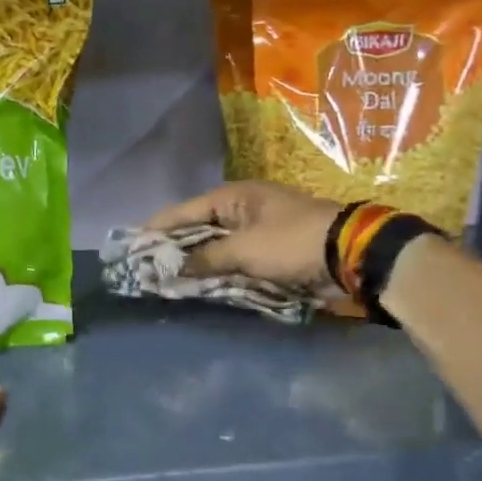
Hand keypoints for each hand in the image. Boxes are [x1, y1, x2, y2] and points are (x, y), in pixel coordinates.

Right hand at [144, 181, 340, 290]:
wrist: (349, 254)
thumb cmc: (292, 242)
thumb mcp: (244, 249)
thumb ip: (205, 258)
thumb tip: (173, 267)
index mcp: (234, 197)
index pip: (184, 211)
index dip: (158, 228)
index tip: (132, 244)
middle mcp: (243, 209)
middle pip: (198, 228)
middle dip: (174, 247)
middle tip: (146, 265)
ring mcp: (257, 229)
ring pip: (215, 246)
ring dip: (195, 262)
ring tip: (166, 277)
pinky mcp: (270, 250)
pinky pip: (234, 259)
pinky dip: (217, 270)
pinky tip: (200, 284)